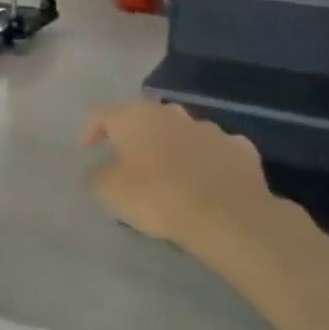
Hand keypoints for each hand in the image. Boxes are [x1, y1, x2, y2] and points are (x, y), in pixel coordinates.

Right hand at [81, 101, 271, 249]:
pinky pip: (214, 151)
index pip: (102, 113)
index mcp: (134, 116)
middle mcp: (171, 113)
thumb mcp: (106, 189)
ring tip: (167, 174)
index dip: (91, 129)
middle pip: (145, 118)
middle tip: (127, 159)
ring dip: (171, 147)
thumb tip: (99, 168)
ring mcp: (210, 129)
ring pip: (182, 133)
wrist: (225, 215)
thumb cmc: (154, 195)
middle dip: (135, 135)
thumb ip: (96, 174)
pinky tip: (204, 182)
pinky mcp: (241, 149)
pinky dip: (205, 162)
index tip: (87, 149)